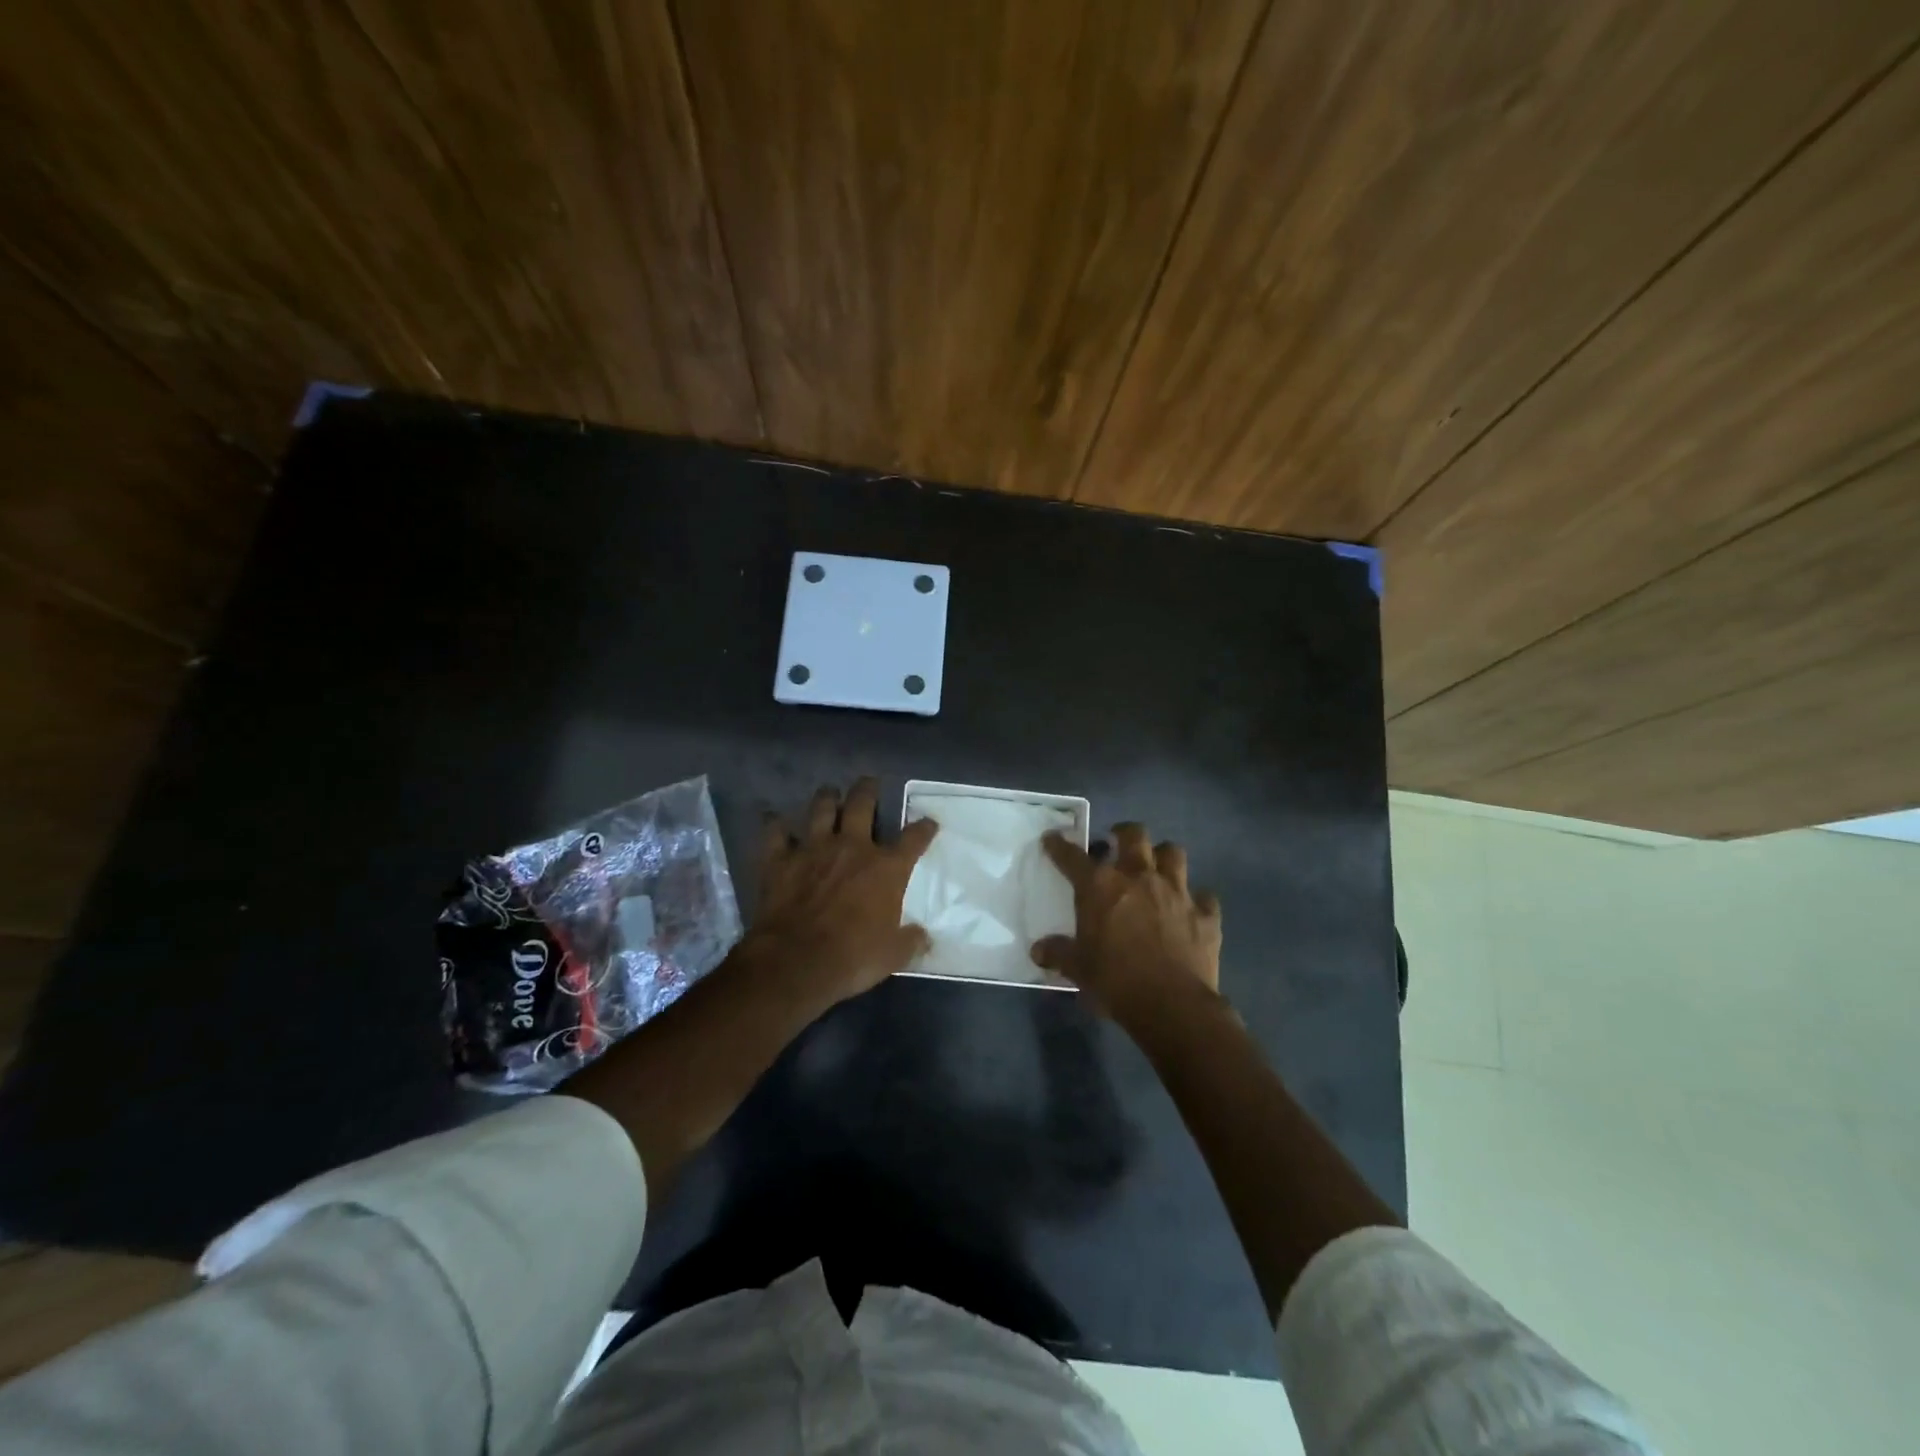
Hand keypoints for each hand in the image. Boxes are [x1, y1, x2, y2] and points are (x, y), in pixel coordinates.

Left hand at [746, 776, 938, 1005]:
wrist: (796, 961)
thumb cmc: (852, 957)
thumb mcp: (893, 955)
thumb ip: (910, 941)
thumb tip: (924, 937)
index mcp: (886, 868)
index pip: (913, 839)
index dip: (923, 828)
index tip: (928, 822)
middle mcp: (852, 847)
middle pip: (862, 804)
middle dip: (868, 790)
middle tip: (869, 783)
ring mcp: (814, 849)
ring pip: (821, 808)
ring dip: (827, 798)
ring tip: (829, 793)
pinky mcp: (780, 859)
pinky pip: (775, 832)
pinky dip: (775, 824)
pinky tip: (774, 820)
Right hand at [1031, 823, 1221, 1024]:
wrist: (1172, 1006)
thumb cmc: (1115, 981)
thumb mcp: (1078, 969)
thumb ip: (1059, 953)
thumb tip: (1038, 951)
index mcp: (1101, 887)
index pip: (1073, 857)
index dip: (1059, 845)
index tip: (1052, 839)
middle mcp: (1139, 877)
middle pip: (1134, 835)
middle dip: (1124, 833)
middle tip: (1117, 842)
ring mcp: (1176, 892)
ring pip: (1173, 853)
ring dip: (1163, 856)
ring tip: (1156, 867)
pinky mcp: (1205, 914)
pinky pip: (1204, 896)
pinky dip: (1197, 900)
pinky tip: (1191, 909)